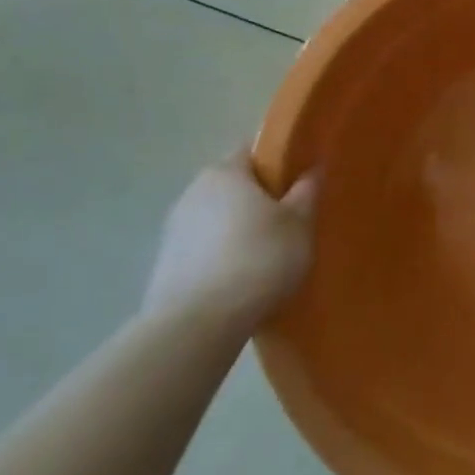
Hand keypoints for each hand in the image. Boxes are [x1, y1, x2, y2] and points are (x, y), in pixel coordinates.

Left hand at [145, 151, 318, 325]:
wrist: (198, 323)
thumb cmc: (259, 259)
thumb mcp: (300, 223)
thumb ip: (307, 191)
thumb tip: (310, 169)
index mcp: (225, 172)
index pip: (253, 151)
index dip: (278, 162)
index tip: (298, 183)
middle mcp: (193, 192)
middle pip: (233, 186)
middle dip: (258, 199)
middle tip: (288, 221)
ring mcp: (173, 230)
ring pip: (216, 219)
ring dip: (238, 230)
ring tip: (266, 255)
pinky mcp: (164, 265)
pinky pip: (203, 249)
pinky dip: (221, 257)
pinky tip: (241, 280)